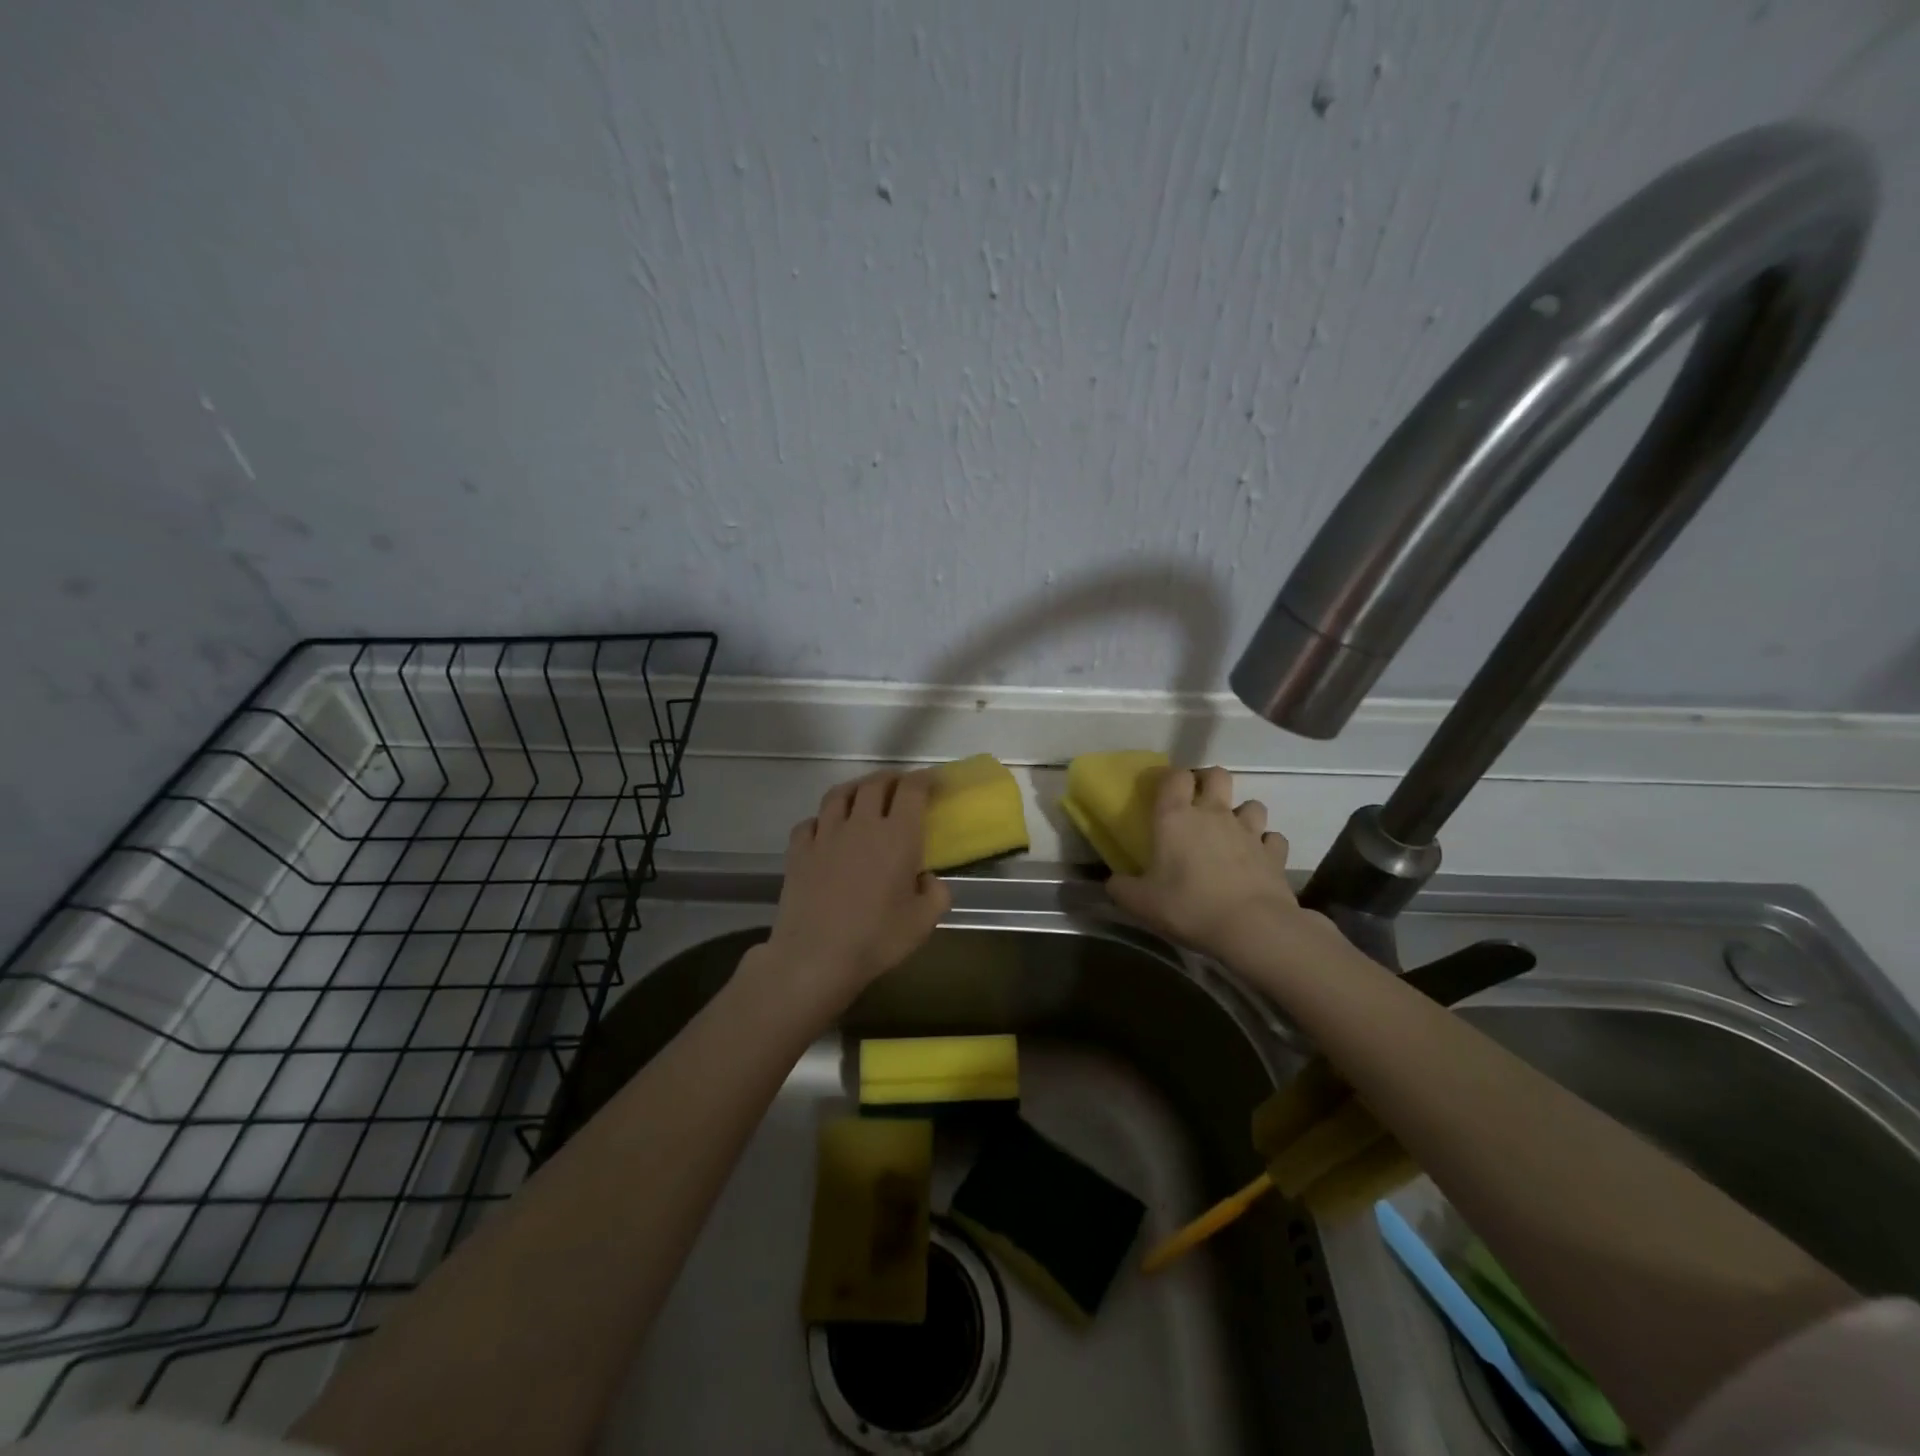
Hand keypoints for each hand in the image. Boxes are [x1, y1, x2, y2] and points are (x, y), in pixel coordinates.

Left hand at [759, 771, 951, 1013]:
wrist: (815, 957)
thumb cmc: (876, 939)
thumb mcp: (923, 923)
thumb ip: (936, 894)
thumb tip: (928, 878)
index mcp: (897, 836)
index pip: (912, 790)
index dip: (924, 779)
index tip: (933, 781)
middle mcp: (861, 824)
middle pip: (874, 784)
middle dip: (891, 779)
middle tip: (900, 786)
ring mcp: (825, 834)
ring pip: (839, 794)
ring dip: (855, 788)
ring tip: (862, 795)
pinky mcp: (798, 850)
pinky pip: (810, 822)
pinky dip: (821, 819)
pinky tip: (825, 829)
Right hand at [1107, 766, 1330, 962]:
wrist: (1252, 928)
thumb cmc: (1188, 907)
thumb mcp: (1140, 903)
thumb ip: (1121, 888)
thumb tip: (1113, 882)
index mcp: (1176, 817)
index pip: (1174, 776)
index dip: (1169, 778)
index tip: (1162, 791)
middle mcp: (1214, 814)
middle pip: (1217, 775)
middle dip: (1208, 781)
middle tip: (1198, 803)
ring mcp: (1249, 831)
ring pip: (1251, 804)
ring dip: (1241, 813)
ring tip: (1231, 832)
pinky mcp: (1274, 853)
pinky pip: (1272, 838)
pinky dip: (1265, 845)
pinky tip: (1257, 859)